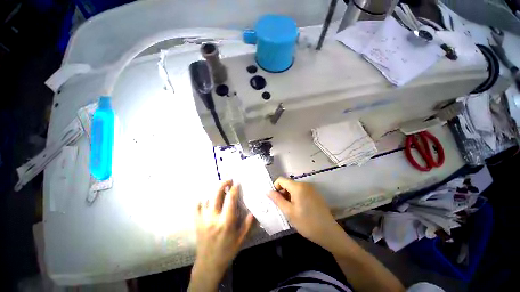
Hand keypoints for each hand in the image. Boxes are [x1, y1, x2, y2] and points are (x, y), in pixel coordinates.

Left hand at [190, 181, 253, 290]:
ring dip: (214, 192)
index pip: (230, 199)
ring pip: (207, 198)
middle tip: (228, 180)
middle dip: (223, 184)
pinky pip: (197, 207)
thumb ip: (248, 224)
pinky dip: (202, 201)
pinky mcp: (197, 222)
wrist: (208, 264)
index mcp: (226, 222)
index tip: (237, 183)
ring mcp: (203, 219)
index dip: (234, 189)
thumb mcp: (241, 239)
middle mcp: (213, 218)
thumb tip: (253, 210)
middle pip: (216, 194)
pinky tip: (207, 200)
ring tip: (221, 190)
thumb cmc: (227, 251)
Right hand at [267, 177, 344, 251]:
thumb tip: (268, 191)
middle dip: (283, 193)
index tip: (276, 200)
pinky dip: (296, 197)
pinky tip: (300, 209)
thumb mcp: (289, 212)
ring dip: (289, 196)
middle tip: (283, 207)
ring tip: (291, 210)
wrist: (329, 233)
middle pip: (288, 184)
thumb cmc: (307, 223)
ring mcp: (311, 189)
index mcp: (298, 187)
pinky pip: (301, 191)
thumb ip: (277, 200)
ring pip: (294, 188)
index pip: (281, 180)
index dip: (275, 188)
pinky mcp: (315, 194)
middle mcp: (305, 184)